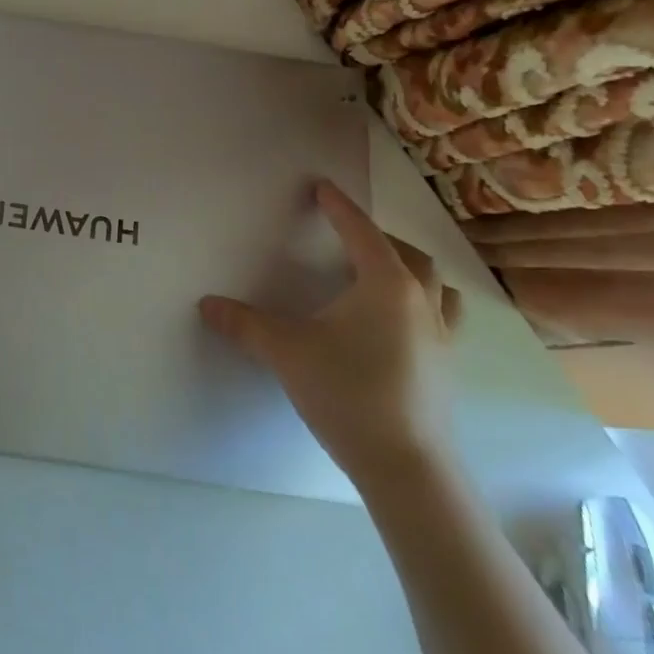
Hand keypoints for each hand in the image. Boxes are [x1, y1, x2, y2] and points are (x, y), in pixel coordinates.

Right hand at [199, 180, 462, 484]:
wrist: (406, 466)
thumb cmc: (346, 393)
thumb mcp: (285, 352)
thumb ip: (244, 324)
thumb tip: (206, 305)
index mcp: (386, 286)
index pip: (361, 233)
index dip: (339, 207)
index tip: (323, 188)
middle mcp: (421, 303)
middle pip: (410, 255)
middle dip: (380, 238)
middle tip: (351, 236)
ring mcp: (442, 338)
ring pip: (438, 287)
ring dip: (414, 271)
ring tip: (389, 275)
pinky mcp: (448, 369)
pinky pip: (443, 319)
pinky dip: (425, 306)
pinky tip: (402, 327)